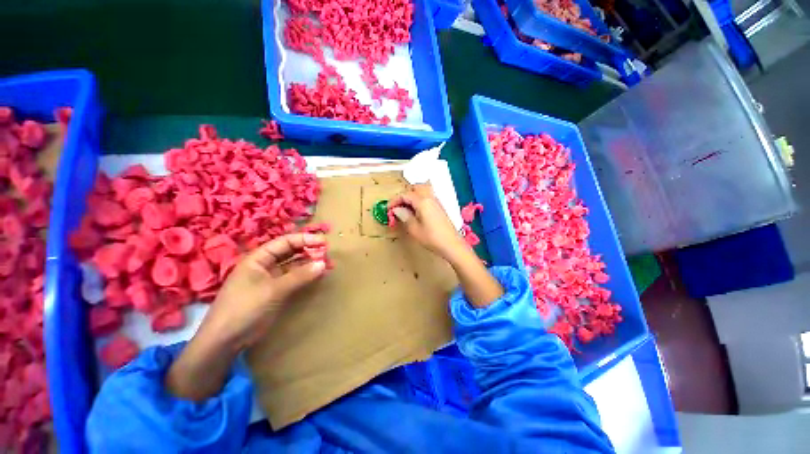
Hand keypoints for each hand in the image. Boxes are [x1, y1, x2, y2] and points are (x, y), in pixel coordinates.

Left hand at [199, 233, 327, 350]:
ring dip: (310, 264)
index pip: (285, 242)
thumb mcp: (273, 290)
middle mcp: (265, 265)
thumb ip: (299, 276)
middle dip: (309, 251)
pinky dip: (306, 276)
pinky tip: (318, 275)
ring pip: (294, 266)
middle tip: (327, 254)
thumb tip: (323, 263)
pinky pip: (294, 279)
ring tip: (328, 265)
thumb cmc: (245, 308)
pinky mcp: (276, 291)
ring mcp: (271, 279)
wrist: (225, 340)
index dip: (305, 240)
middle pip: (290, 252)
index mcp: (258, 258)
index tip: (324, 242)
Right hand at [390, 184, 466, 260]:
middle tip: (397, 206)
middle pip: (415, 188)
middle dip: (404, 195)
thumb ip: (404, 216)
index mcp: (422, 201)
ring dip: (412, 196)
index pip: (405, 195)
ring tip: (406, 209)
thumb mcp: (414, 229)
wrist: (452, 245)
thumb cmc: (432, 238)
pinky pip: (427, 197)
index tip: (388, 209)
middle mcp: (430, 198)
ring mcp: (436, 202)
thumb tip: (397, 209)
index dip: (394, 201)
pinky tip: (416, 212)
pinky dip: (419, 200)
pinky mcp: (440, 208)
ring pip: (422, 191)